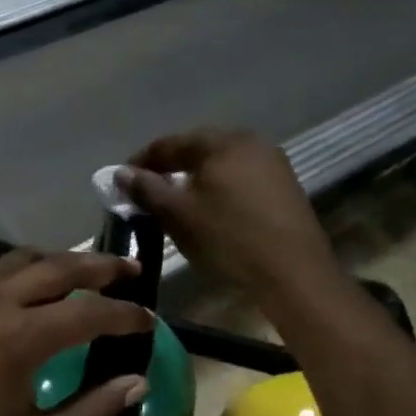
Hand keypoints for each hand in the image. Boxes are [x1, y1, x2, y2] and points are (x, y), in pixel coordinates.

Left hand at [0, 249, 153, 415]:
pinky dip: (25, 268)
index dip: (126, 315)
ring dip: (62, 260)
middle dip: (102, 266)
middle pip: (61, 267)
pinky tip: (33, 283)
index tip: (149, 320)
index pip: (90, 312)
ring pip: (26, 257)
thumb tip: (137, 382)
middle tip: (131, 268)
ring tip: (88, 270)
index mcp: (21, 339)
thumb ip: (91, 412)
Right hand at [120, 129, 334, 300]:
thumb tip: (122, 173)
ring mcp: (272, 163)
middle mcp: (250, 142)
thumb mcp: (178, 215)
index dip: (142, 161)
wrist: (293, 273)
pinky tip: (211, 209)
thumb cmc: (228, 238)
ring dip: (195, 177)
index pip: (170, 143)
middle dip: (170, 167)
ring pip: (221, 164)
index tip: (123, 181)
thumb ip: (146, 189)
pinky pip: (240, 177)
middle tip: (147, 189)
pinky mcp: (285, 186)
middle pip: (198, 148)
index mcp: (221, 142)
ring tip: (176, 201)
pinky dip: (219, 188)